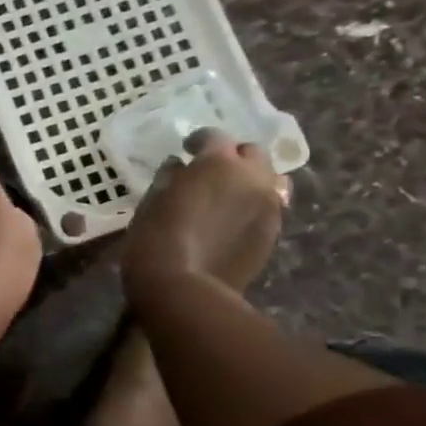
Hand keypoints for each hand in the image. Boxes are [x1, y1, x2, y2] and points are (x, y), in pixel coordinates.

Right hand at [120, 128, 287, 298]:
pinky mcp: (273, 232)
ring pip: (270, 179)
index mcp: (218, 163)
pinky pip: (270, 205)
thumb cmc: (156, 239)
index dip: (199, 141)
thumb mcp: (152, 201)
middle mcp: (252, 177)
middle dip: (233, 157)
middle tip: (211, 172)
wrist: (184, 289)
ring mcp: (268, 205)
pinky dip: (255, 203)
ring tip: (230, 194)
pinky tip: (234, 218)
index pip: (215, 137)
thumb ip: (170, 176)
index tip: (186, 151)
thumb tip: (181, 166)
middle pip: (253, 153)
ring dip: (251, 179)